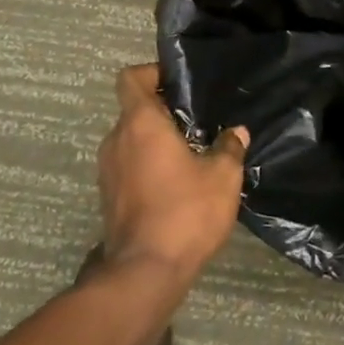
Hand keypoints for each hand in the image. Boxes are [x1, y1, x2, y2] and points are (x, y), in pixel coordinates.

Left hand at [98, 64, 248, 280]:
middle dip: (163, 112)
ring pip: (131, 141)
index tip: (178, 82)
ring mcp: (108, 171)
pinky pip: (128, 167)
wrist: (145, 272)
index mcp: (140, 123)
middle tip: (197, 121)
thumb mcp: (222, 177)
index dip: (152, 72)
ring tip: (191, 154)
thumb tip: (235, 133)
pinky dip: (148, 167)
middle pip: (134, 110)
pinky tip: (177, 184)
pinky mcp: (109, 198)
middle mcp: (116, 140)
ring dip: (155, 142)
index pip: (131, 78)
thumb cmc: (185, 211)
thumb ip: (229, 148)